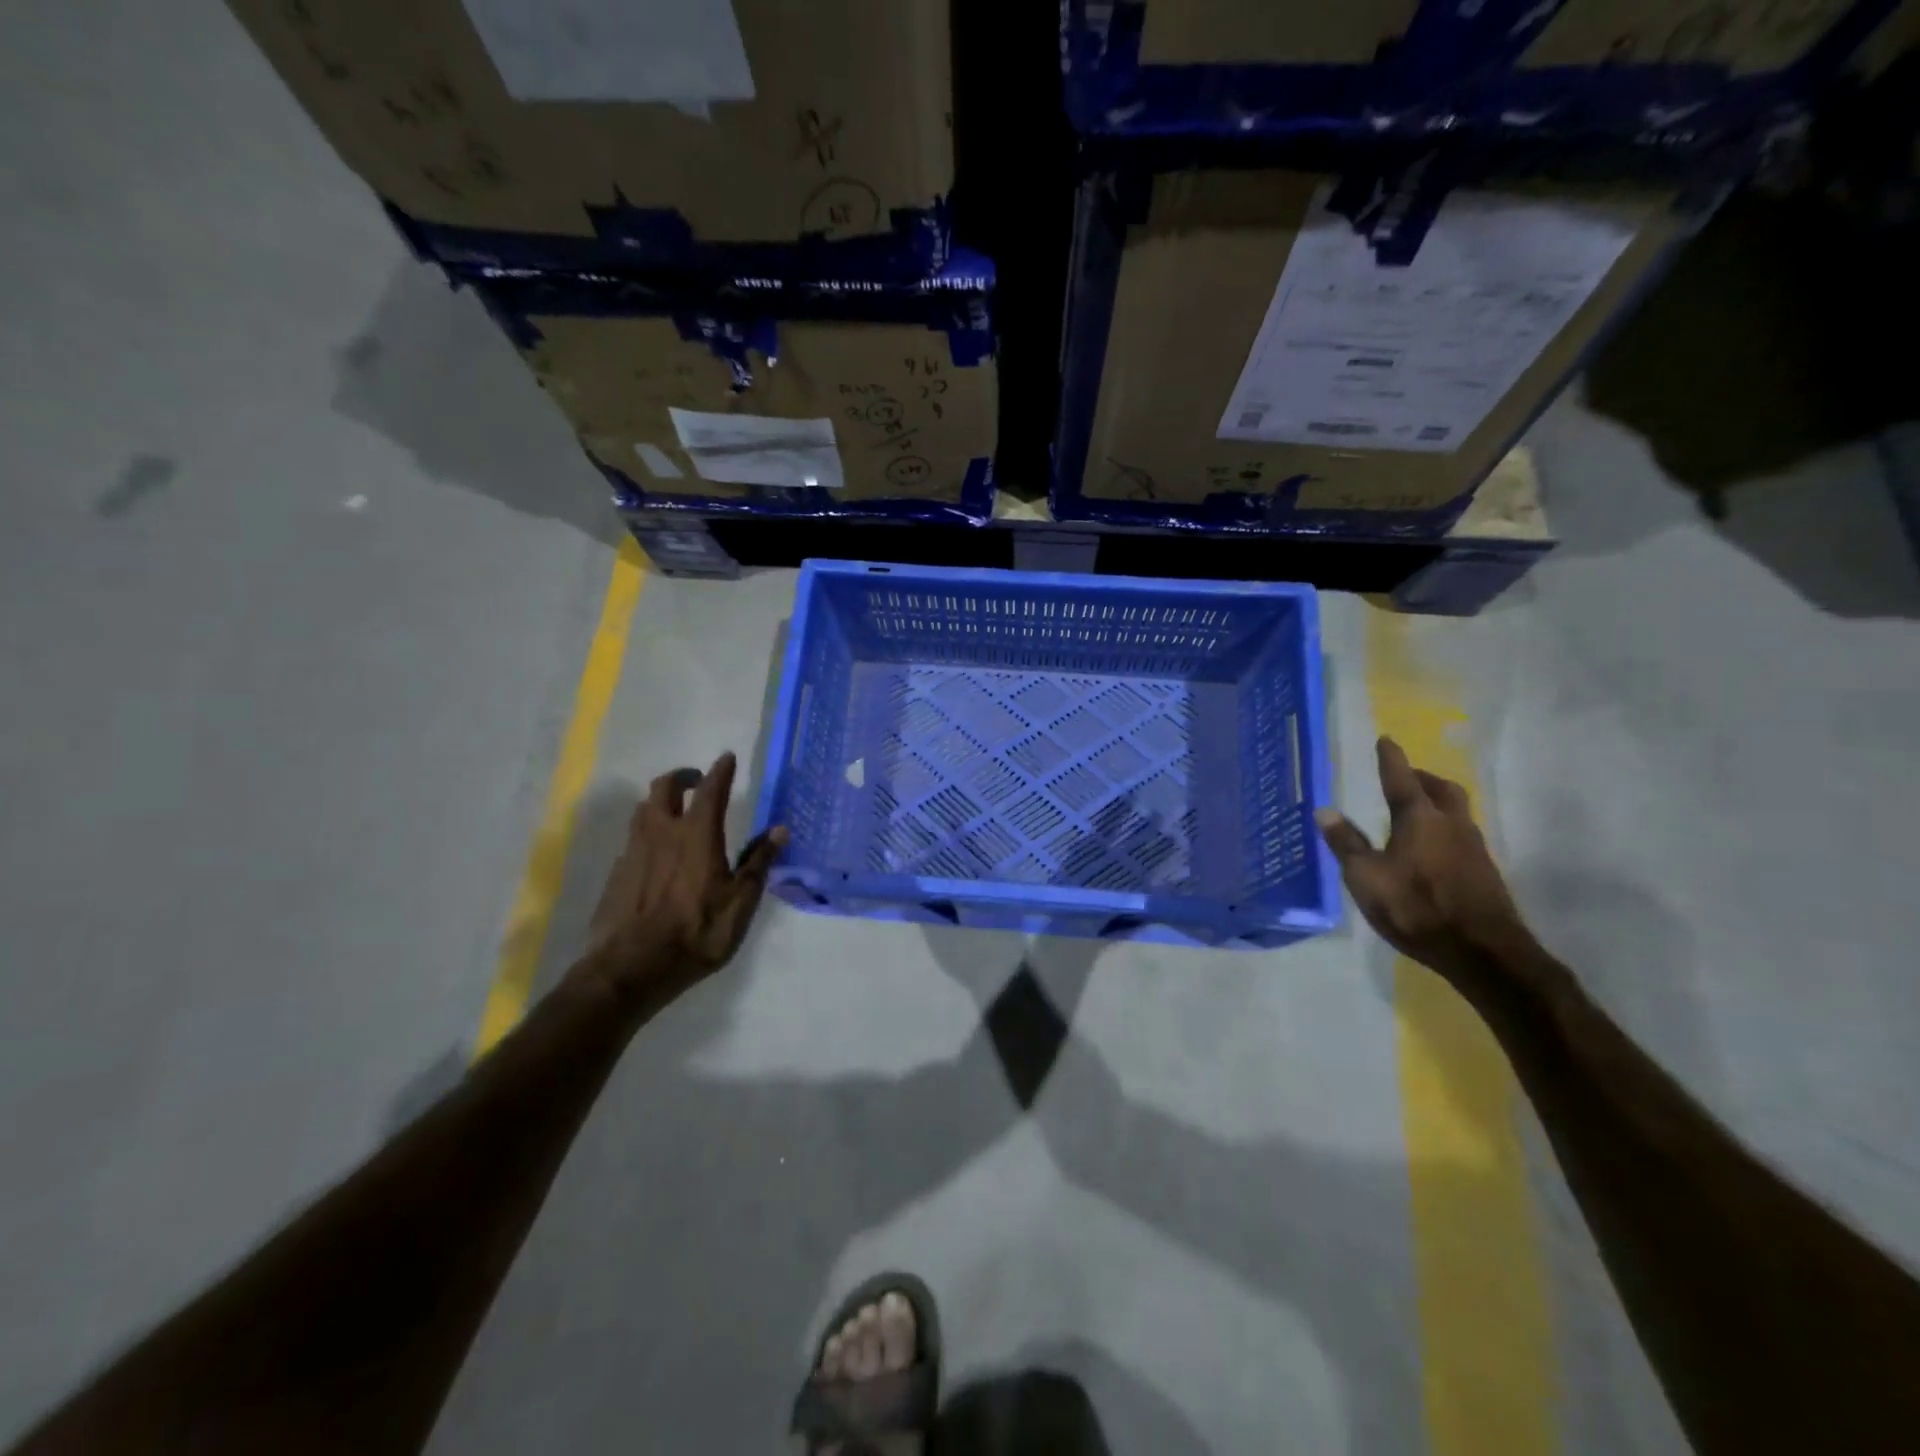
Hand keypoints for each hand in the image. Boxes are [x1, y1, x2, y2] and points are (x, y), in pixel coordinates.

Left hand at [578, 752, 787, 1006]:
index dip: (720, 771)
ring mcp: (633, 852)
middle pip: (663, 788)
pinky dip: (647, 834)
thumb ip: (759, 862)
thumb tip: (779, 829)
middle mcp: (661, 833)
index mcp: (696, 835)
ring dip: (660, 802)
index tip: (726, 757)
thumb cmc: (697, 933)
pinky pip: (633, 840)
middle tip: (698, 781)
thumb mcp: (741, 901)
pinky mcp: (616, 874)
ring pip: (642, 810)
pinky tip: (656, 854)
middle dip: (682, 777)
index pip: (711, 791)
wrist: (631, 969)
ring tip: (675, 812)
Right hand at [1316, 737, 1531, 985]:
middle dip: (1422, 777)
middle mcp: (1451, 824)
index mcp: (1419, 818)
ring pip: (1457, 810)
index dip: (1391, 759)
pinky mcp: (1484, 872)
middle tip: (1405, 775)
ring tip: (1418, 807)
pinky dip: (1445, 826)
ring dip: (1437, 800)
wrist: (1483, 951)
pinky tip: (1433, 846)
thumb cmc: (1416, 907)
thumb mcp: (1366, 877)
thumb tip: (1324, 811)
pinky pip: (1462, 833)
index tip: (1386, 739)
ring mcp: (1473, 848)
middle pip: (1440, 789)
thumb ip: (1346, 844)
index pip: (1400, 780)